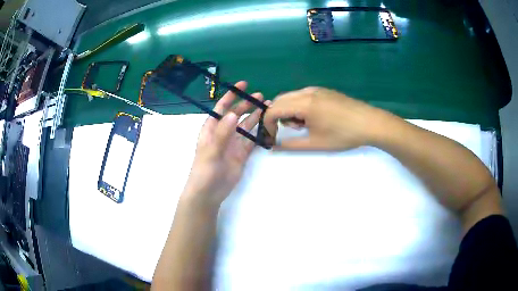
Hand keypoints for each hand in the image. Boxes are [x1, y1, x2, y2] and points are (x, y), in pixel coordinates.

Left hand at [182, 81, 268, 207]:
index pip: (221, 107)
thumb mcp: (211, 151)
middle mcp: (223, 133)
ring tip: (268, 107)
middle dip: (247, 104)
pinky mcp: (241, 154)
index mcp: (211, 129)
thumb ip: (222, 134)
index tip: (243, 85)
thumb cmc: (204, 171)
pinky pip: (251, 140)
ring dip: (255, 117)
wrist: (208, 193)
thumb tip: (232, 114)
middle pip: (236, 115)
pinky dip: (259, 133)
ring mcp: (233, 144)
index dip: (231, 95)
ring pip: (246, 126)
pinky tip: (268, 126)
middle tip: (261, 97)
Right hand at [264, 87, 386, 149]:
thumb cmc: (343, 135)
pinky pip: (302, 95)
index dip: (267, 125)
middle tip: (291, 131)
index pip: (273, 110)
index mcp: (303, 103)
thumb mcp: (315, 143)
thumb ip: (290, 145)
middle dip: (277, 117)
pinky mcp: (324, 91)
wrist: (370, 123)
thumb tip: (274, 146)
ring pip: (291, 97)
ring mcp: (316, 89)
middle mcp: (306, 91)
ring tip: (304, 126)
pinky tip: (314, 118)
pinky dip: (299, 106)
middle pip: (279, 101)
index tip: (272, 138)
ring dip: (289, 111)